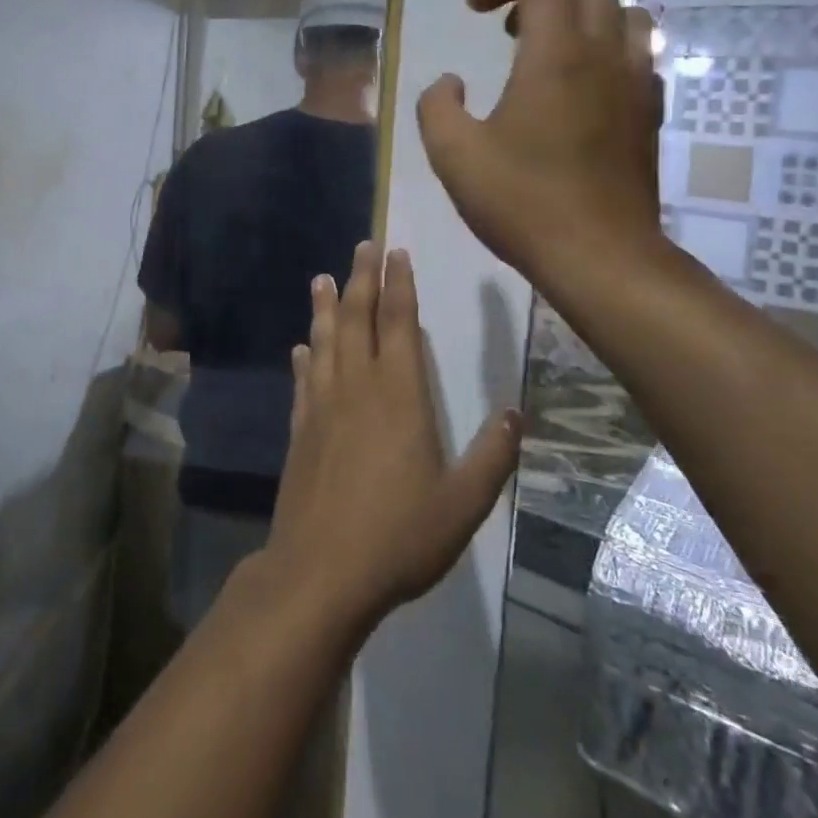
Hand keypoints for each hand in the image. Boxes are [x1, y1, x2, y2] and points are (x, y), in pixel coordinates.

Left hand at [262, 242, 522, 635]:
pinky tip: (301, 347)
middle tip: (362, 246)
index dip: (399, 286)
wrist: (322, 570)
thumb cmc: (399, 536)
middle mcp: (358, 388)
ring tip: (322, 279)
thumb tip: (516, 415)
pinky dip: (304, 358)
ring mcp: (323, 406)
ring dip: (325, 308)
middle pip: (358, 320)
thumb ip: (491, 457)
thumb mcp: (462, 504)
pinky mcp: (301, 429)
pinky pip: (303, 381)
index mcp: (400, 396)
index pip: (398, 324)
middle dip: (362, 279)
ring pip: (324, 342)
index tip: (396, 253)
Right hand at [416, 0, 663, 284]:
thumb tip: (449, 83)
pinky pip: (640, 53)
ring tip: (549, 49)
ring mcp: (636, 82)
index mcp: (555, 54)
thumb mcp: (453, 155)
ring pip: (627, 11)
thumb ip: (437, 106)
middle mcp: (604, 53)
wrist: (600, 256)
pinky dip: (609, 48)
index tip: (474, 9)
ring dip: (585, 13)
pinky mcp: (650, 112)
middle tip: (509, 27)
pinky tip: (581, 88)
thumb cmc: (522, 202)